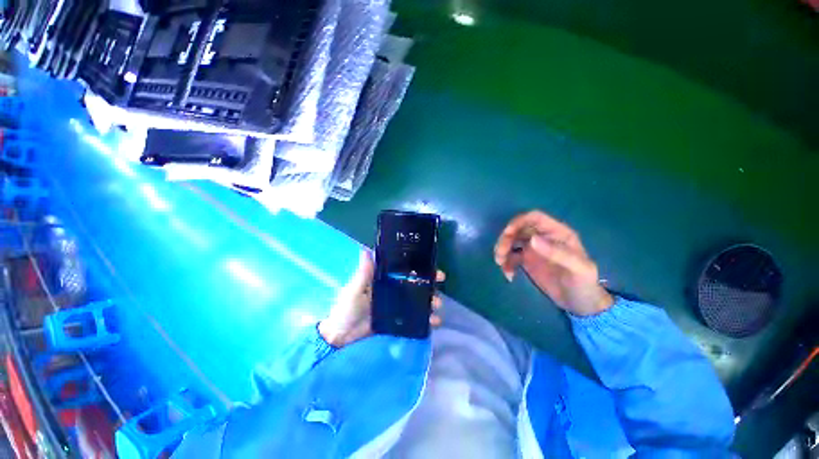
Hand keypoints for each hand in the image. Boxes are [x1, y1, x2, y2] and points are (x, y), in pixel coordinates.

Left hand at [318, 250, 444, 347]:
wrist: (341, 337)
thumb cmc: (346, 309)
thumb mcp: (354, 289)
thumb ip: (363, 273)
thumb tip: (366, 249)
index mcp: (383, 280)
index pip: (403, 270)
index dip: (417, 267)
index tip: (431, 266)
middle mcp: (392, 290)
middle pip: (414, 284)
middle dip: (428, 283)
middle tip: (439, 284)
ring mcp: (396, 306)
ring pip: (417, 300)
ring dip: (430, 301)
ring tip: (437, 305)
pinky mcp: (397, 321)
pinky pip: (414, 318)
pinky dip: (425, 320)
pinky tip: (435, 322)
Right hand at [494, 210, 613, 315]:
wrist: (580, 304)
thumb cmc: (584, 284)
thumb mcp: (578, 269)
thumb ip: (558, 253)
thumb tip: (532, 239)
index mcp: (557, 233)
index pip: (535, 218)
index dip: (519, 221)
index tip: (507, 234)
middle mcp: (543, 237)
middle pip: (518, 229)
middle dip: (506, 239)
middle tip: (500, 254)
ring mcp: (533, 249)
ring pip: (511, 241)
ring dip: (502, 250)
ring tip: (500, 265)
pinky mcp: (526, 260)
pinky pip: (510, 256)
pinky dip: (506, 264)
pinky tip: (509, 276)